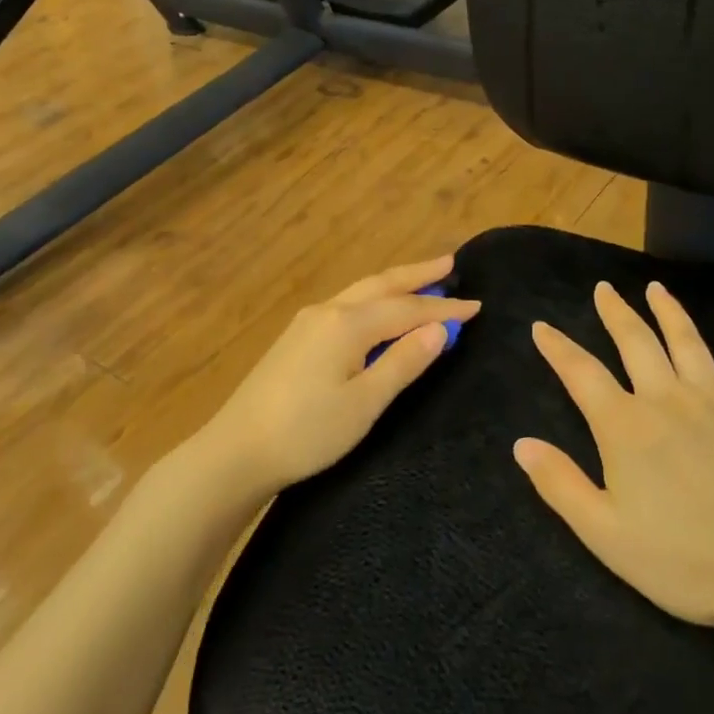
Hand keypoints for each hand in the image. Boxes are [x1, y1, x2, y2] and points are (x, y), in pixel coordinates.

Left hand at [203, 256, 479, 496]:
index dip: (444, 310)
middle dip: (418, 274)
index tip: (477, 306)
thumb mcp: (364, 403)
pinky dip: (373, 299)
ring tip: (422, 279)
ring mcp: (308, 322)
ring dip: (395, 283)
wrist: (236, 450)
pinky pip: (346, 304)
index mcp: (348, 324)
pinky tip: (378, 308)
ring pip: (361, 291)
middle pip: (382, 284)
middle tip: (450, 262)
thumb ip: (403, 363)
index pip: (407, 309)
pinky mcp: (296, 337)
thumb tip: (439, 330)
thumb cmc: (307, 431)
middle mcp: (328, 311)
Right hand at [514, 281, 713, 637]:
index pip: (581, 374)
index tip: (541, 326)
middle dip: (615, 313)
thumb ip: (560, 485)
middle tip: (603, 289)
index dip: (558, 348)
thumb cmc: (686, 560)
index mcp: (626, 427)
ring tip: (656, 288)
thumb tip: (521, 444)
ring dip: (669, 312)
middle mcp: (667, 400)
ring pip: (687, 343)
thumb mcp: (606, 534)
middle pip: (635, 342)